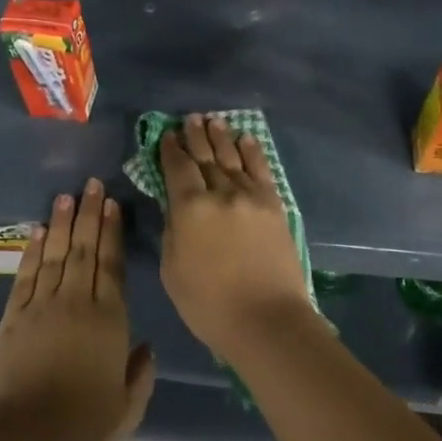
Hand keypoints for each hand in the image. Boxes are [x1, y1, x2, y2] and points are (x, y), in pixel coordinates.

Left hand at [0, 178, 155, 440]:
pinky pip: (26, 273)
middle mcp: (76, 301)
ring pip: (55, 253)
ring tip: (66, 195)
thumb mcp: (127, 409)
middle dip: (89, 214)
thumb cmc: (81, 423)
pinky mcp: (14, 314)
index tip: (111, 204)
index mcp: (109, 319)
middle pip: (84, 249)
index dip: (112, 232)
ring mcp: (42, 304)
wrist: (22, 433)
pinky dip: (33, 249)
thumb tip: (147, 346)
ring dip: (62, 222)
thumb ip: (140, 375)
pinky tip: (38, 229)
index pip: (112, 265)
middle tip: (91, 183)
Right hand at [159, 115, 318, 358]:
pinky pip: (261, 171)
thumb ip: (172, 230)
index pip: (178, 168)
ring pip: (232, 158)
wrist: (267, 321)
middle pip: (206, 157)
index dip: (171, 149)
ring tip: (213, 121)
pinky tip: (245, 139)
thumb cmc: (209, 304)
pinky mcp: (274, 206)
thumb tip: (175, 206)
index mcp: (190, 208)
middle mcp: (220, 193)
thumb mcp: (172, 269)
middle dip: (196, 136)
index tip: (167, 135)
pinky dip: (252, 152)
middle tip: (190, 119)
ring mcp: (251, 197)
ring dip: (221, 137)